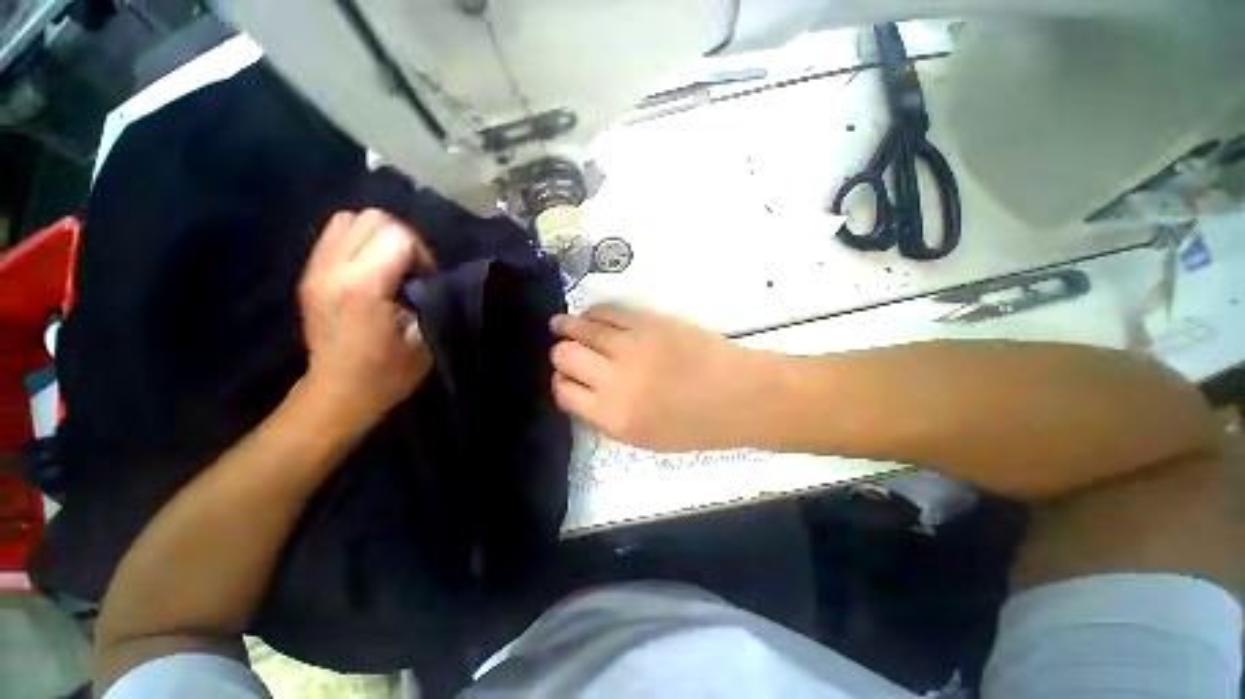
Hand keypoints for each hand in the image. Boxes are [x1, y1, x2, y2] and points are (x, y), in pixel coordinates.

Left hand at [298, 209, 435, 431]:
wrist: (338, 392)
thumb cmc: (388, 372)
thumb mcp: (424, 338)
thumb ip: (430, 298)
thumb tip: (430, 277)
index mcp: (364, 287)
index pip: (398, 235)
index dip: (421, 252)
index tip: (426, 278)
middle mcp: (334, 269)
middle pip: (372, 218)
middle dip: (402, 238)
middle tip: (411, 268)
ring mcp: (316, 269)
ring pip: (349, 219)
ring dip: (377, 235)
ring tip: (389, 264)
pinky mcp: (309, 274)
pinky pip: (334, 234)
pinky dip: (357, 240)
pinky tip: (369, 267)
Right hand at [551, 304, 771, 450]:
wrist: (738, 395)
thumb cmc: (695, 425)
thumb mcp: (643, 438)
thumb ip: (606, 416)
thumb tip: (581, 390)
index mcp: (613, 416)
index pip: (564, 392)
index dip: (560, 383)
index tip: (565, 378)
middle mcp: (615, 379)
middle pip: (565, 356)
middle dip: (560, 355)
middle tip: (565, 352)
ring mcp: (631, 345)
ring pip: (582, 328)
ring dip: (566, 326)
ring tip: (560, 325)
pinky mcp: (648, 322)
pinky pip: (608, 311)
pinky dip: (594, 313)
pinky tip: (591, 317)